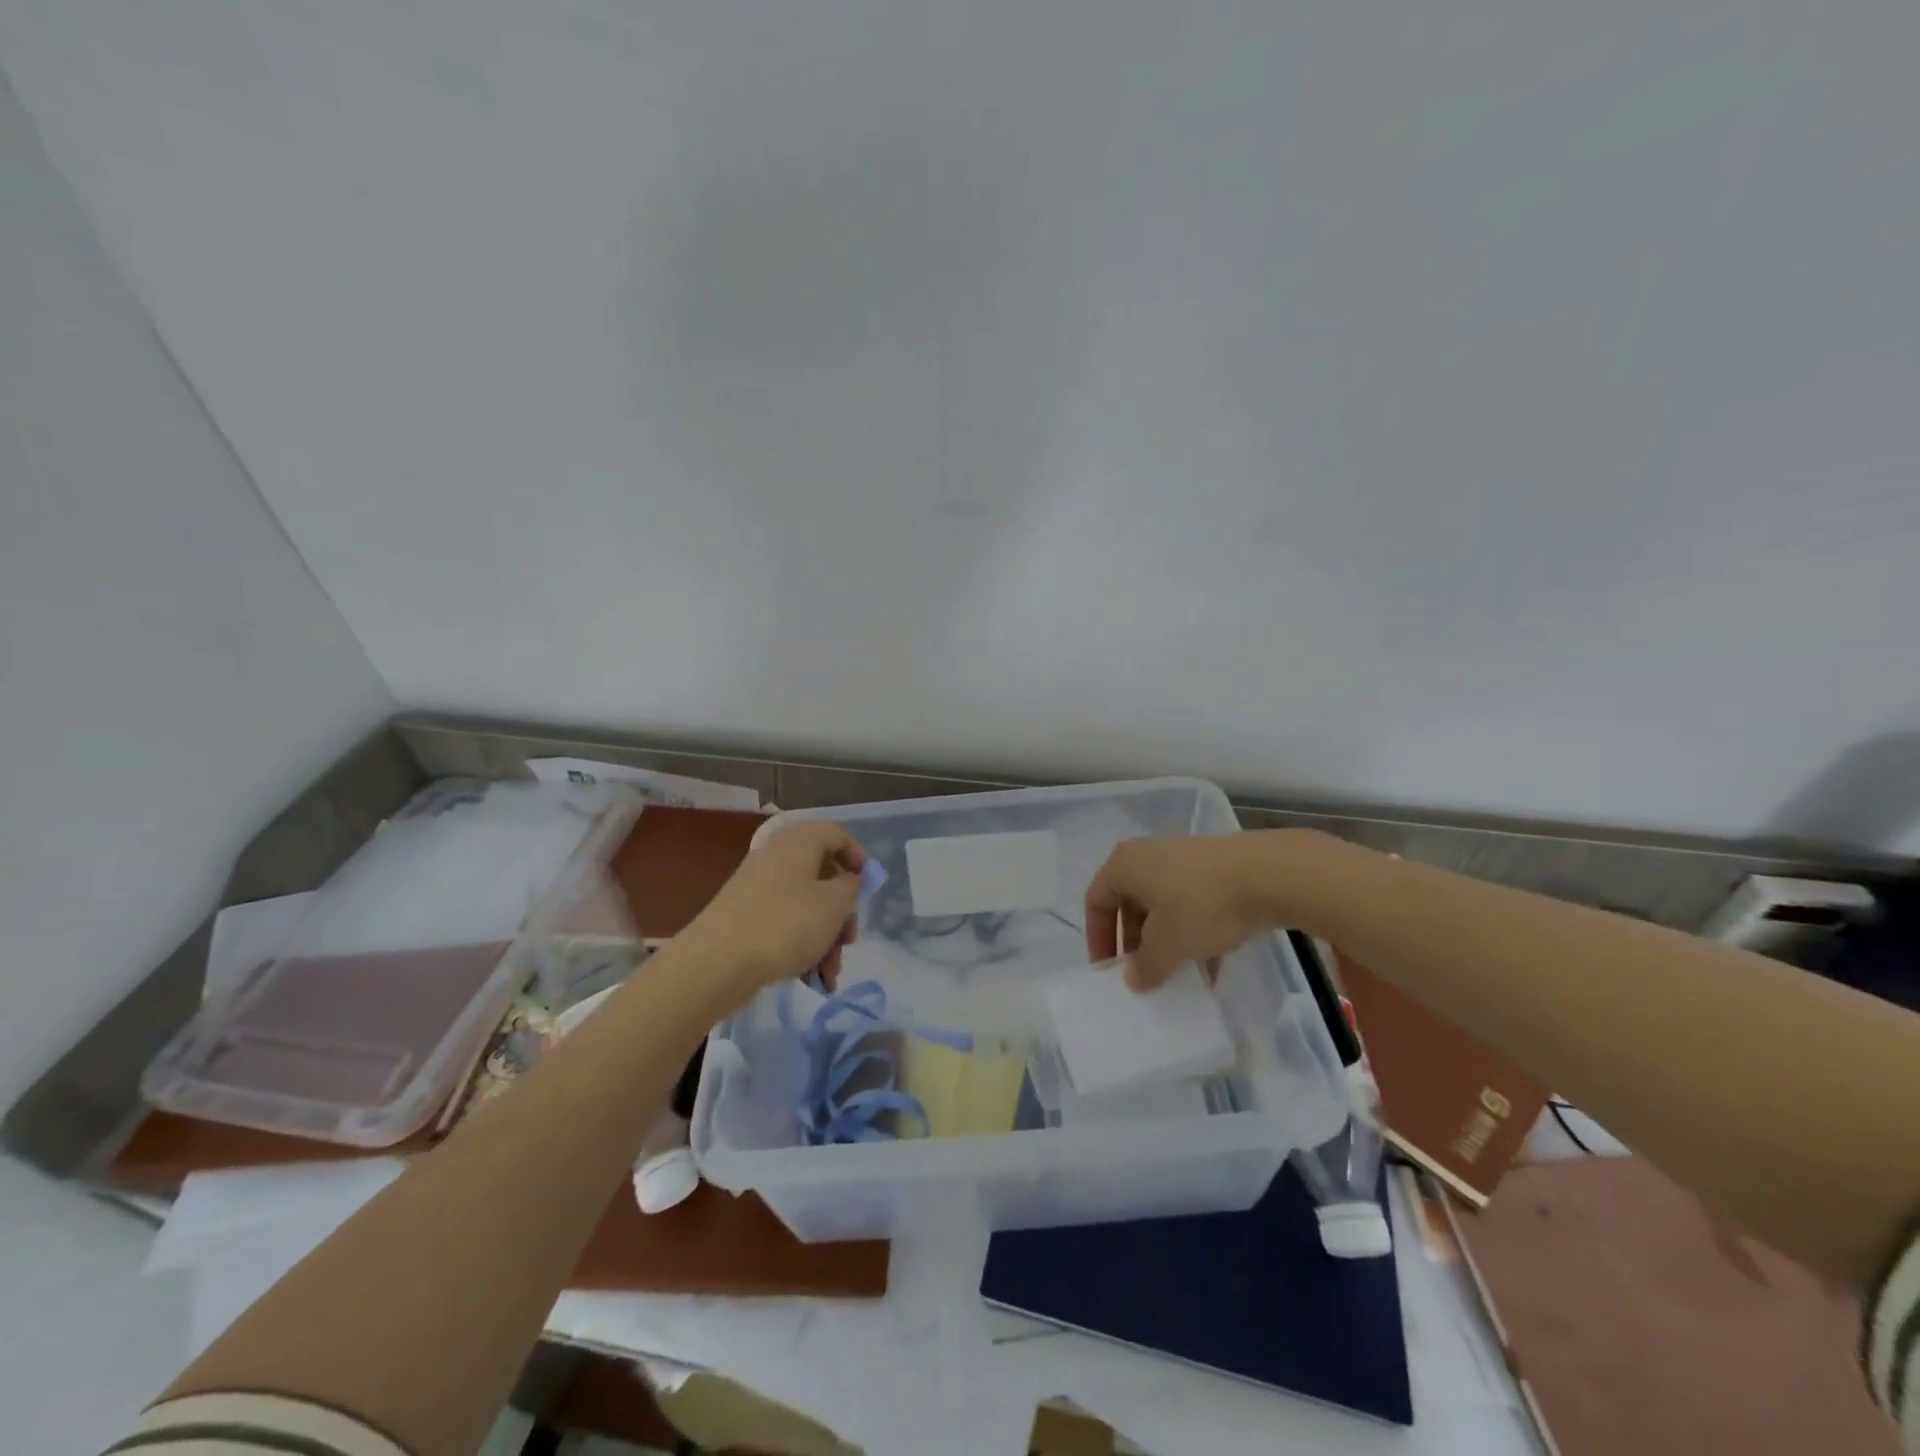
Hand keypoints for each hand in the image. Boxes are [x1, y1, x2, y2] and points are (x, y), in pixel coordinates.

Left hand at [680, 821, 866, 1000]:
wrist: (716, 963)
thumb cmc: (786, 924)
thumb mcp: (834, 904)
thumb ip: (851, 886)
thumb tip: (848, 879)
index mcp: (798, 843)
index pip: (836, 835)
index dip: (858, 858)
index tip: (869, 888)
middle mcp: (776, 858)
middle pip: (822, 876)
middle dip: (842, 912)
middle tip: (849, 940)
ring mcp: (758, 888)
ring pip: (805, 906)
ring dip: (825, 937)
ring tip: (829, 972)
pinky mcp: (745, 917)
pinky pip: (784, 924)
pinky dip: (801, 946)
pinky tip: (811, 978)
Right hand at [1085, 835, 1278, 989]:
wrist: (1269, 874)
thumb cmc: (1201, 904)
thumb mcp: (1167, 944)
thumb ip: (1145, 966)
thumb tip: (1134, 979)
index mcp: (1125, 865)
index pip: (1096, 902)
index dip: (1098, 940)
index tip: (1108, 972)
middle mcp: (1149, 857)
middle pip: (1130, 905)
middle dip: (1136, 945)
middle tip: (1143, 977)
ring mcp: (1185, 861)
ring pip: (1164, 908)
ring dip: (1166, 944)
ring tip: (1177, 978)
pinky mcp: (1216, 871)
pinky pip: (1193, 906)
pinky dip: (1194, 935)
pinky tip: (1211, 967)